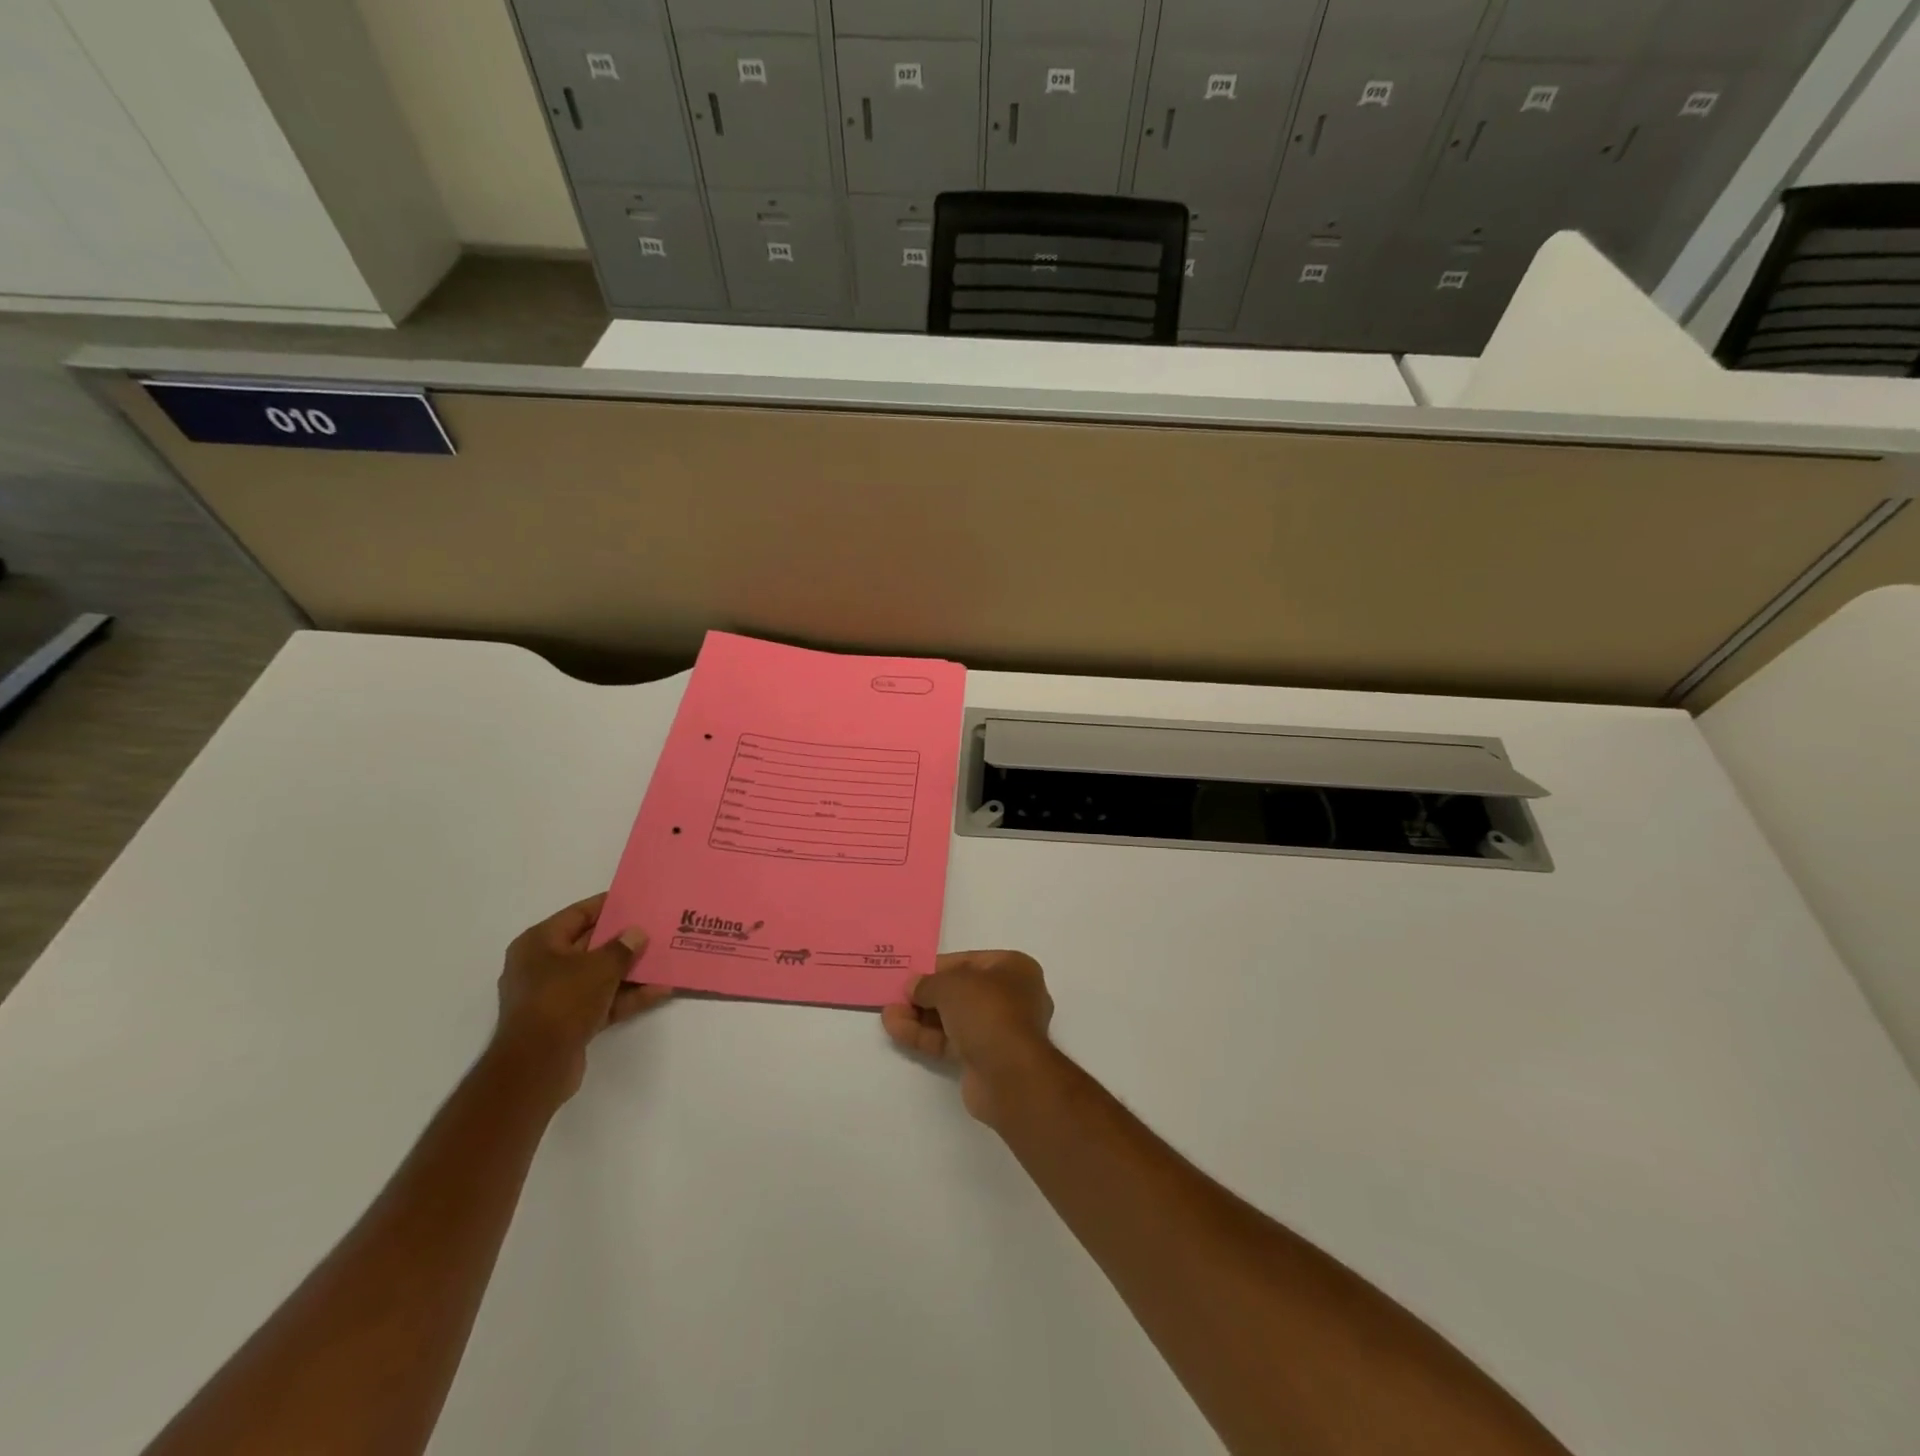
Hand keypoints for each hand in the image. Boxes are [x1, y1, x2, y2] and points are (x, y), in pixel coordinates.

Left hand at [494, 893, 669, 1100]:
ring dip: (630, 970)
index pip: (578, 915)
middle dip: (623, 940)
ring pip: (599, 975)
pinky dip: (627, 996)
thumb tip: (636, 933)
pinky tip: (660, 991)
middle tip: (656, 928)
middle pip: (590, 945)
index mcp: (539, 944)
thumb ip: (622, 947)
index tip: (637, 900)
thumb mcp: (598, 967)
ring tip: (664, 959)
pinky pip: (602, 1001)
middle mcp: (542, 967)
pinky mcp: (568, 1022)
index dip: (608, 906)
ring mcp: (555, 996)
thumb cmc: (562, 1001)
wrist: (536, 1067)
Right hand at [882, 950, 1056, 1125]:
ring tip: (888, 1014)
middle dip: (926, 995)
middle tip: (897, 996)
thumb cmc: (987, 1011)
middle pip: (961, 992)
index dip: (939, 967)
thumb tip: (913, 986)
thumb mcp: (951, 985)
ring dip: (920, 1016)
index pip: (971, 961)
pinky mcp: (984, 1059)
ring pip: (953, 1019)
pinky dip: (925, 1036)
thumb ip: (928, 983)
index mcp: (1015, 969)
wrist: (1010, 1074)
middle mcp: (1012, 997)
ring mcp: (999, 1030)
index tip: (912, 973)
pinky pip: (951, 1041)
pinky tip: (896, 1029)